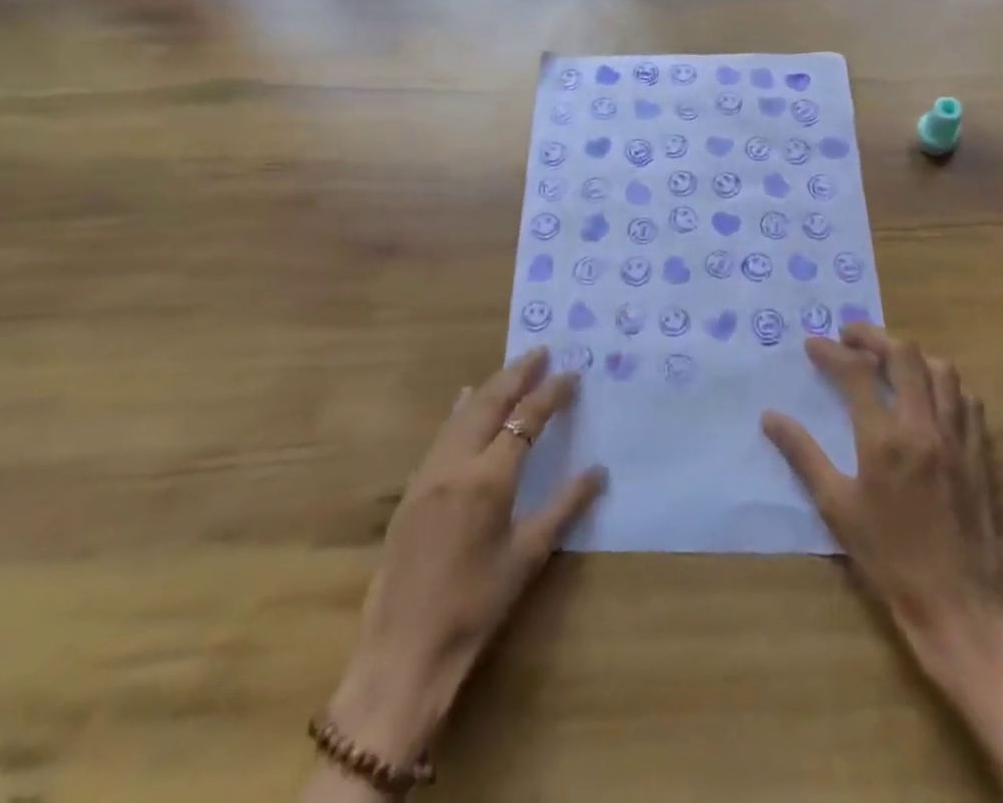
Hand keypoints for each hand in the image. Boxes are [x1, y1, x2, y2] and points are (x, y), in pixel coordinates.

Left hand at [319, 348, 605, 778]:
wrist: (404, 651)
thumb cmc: (475, 606)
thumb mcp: (528, 557)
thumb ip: (564, 507)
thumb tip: (598, 472)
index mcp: (489, 478)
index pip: (526, 419)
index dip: (551, 393)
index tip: (571, 373)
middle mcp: (456, 463)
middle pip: (490, 402)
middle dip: (517, 373)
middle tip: (540, 352)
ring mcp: (429, 472)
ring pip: (462, 413)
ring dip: (490, 387)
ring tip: (512, 369)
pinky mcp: (412, 488)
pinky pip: (442, 434)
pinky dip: (461, 411)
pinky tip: (464, 402)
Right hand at [762, 324, 1002, 664]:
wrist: (957, 604)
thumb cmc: (888, 557)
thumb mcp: (836, 507)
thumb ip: (803, 454)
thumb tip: (769, 417)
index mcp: (884, 439)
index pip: (856, 372)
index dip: (831, 351)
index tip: (812, 345)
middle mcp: (923, 427)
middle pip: (904, 355)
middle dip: (873, 337)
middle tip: (851, 338)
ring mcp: (957, 438)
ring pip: (942, 370)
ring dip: (912, 356)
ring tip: (889, 361)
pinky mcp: (979, 453)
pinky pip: (968, 400)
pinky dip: (946, 384)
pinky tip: (930, 394)